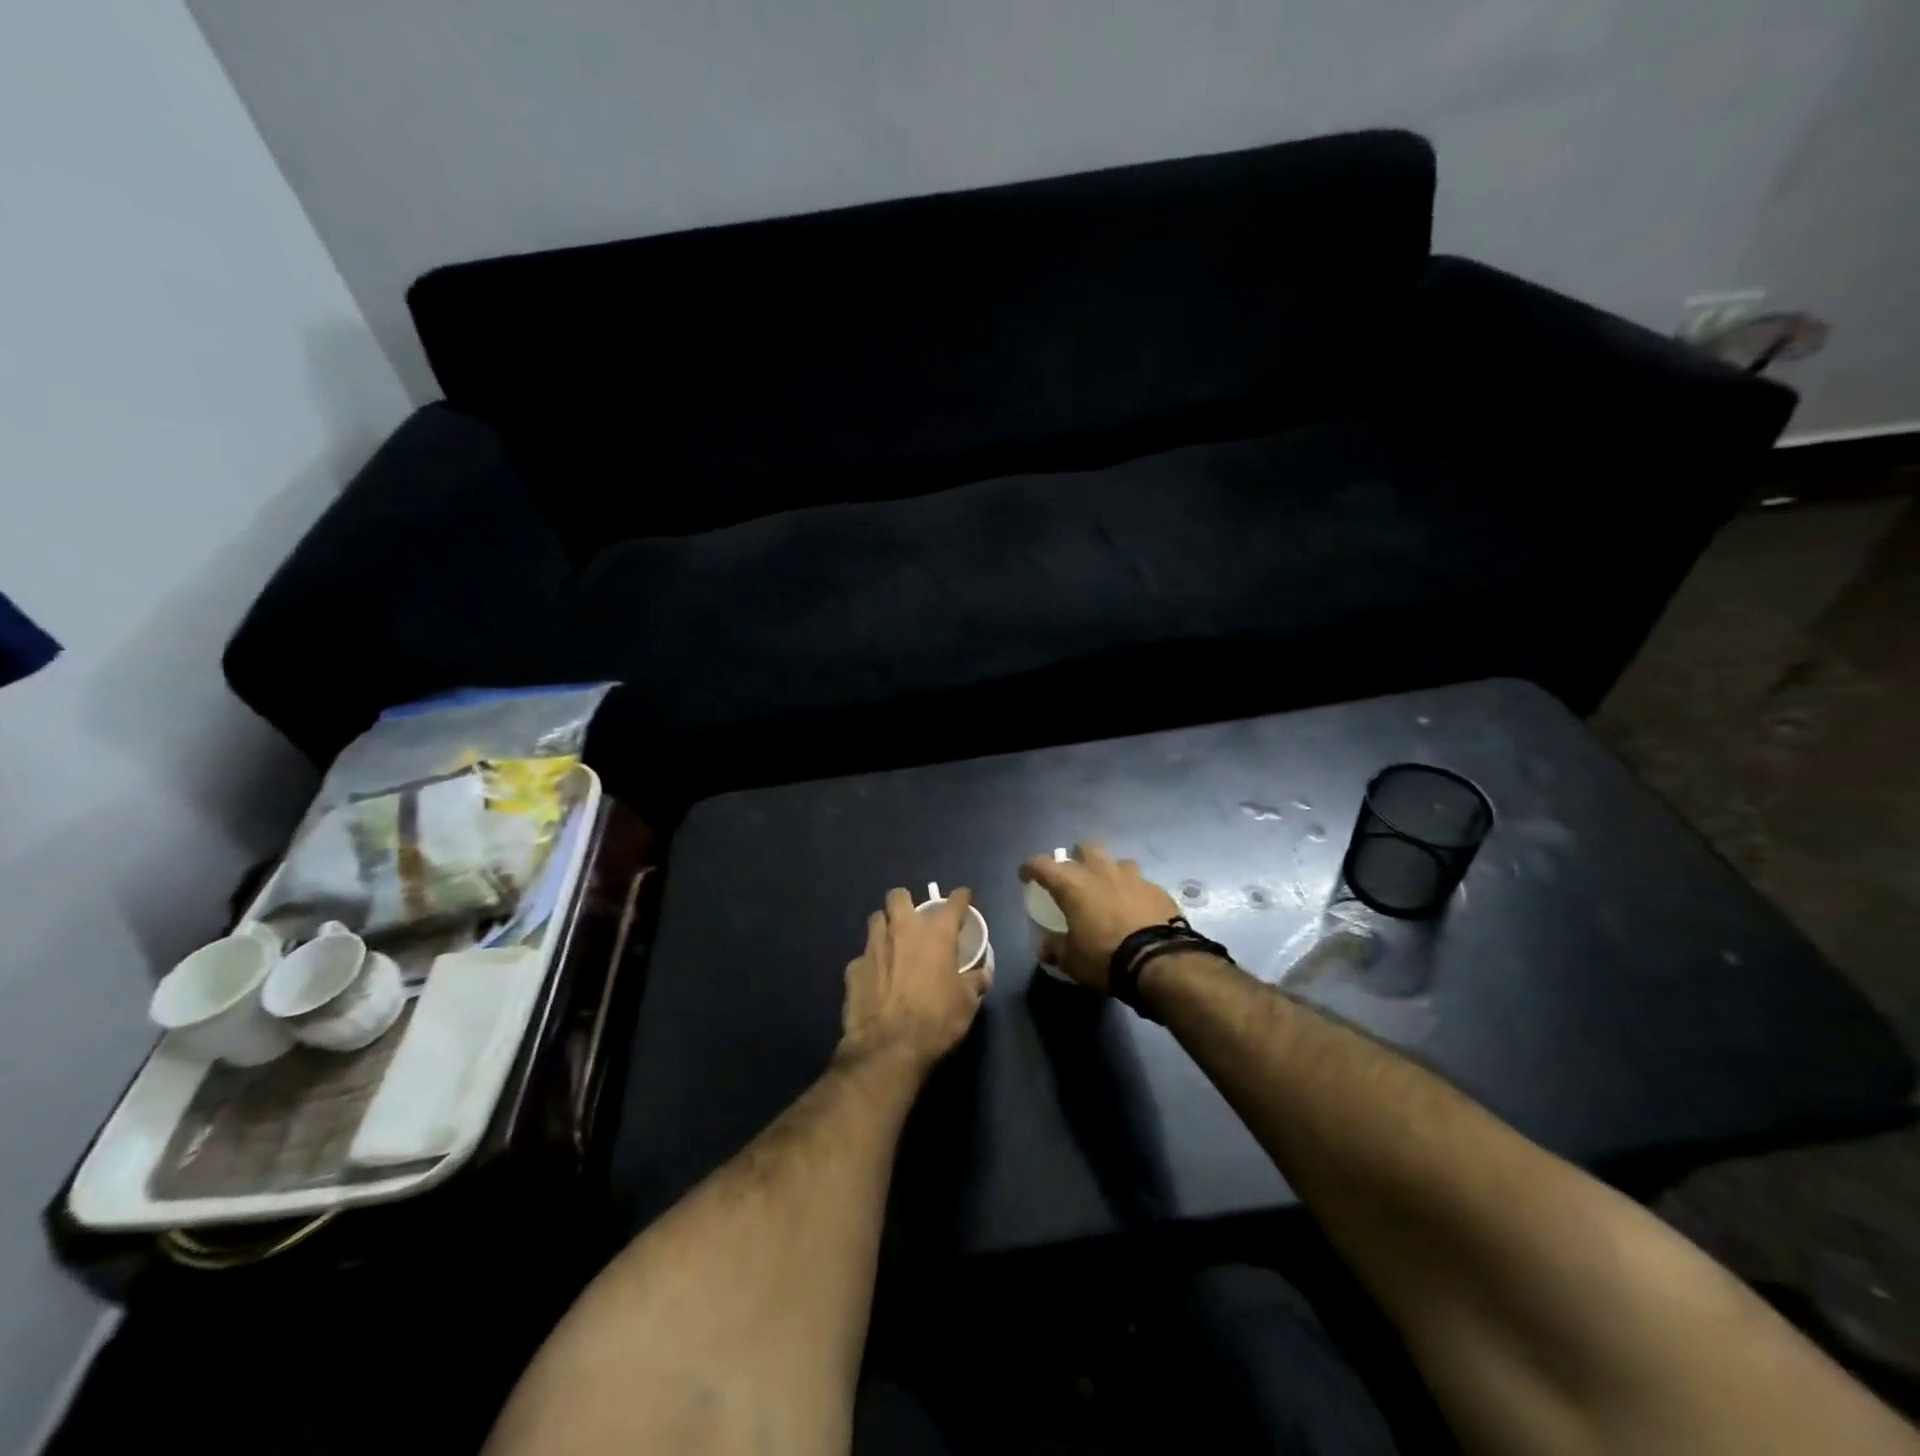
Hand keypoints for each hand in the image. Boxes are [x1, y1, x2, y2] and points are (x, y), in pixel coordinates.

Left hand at [838, 887, 991, 1070]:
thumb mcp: (966, 1004)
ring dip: (885, 926)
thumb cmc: (935, 1021)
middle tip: (915, 921)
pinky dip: (871, 962)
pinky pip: (863, 955)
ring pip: (876, 919)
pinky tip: (876, 979)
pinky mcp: (853, 968)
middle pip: (899, 896)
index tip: (963, 898)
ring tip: (893, 944)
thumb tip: (981, 975)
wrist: (887, 1049)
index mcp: (936, 933)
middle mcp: (903, 930)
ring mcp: (873, 946)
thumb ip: (974, 982)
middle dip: (907, 902)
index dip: (960, 898)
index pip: (953, 903)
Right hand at [1018, 842, 1181, 992]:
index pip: (1043, 865)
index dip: (1030, 867)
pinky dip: (1133, 891)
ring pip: (1116, 861)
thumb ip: (1055, 948)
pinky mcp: (1157, 889)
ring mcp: (1133, 877)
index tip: (1026, 875)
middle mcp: (1102, 872)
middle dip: (1076, 856)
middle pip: (1085, 847)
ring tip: (1108, 889)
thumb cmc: (1105, 957)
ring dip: (1108, 870)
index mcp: (1073, 885)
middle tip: (1073, 874)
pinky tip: (1135, 907)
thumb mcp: (1072, 960)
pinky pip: (1140, 882)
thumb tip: (1045, 947)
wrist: (1160, 961)